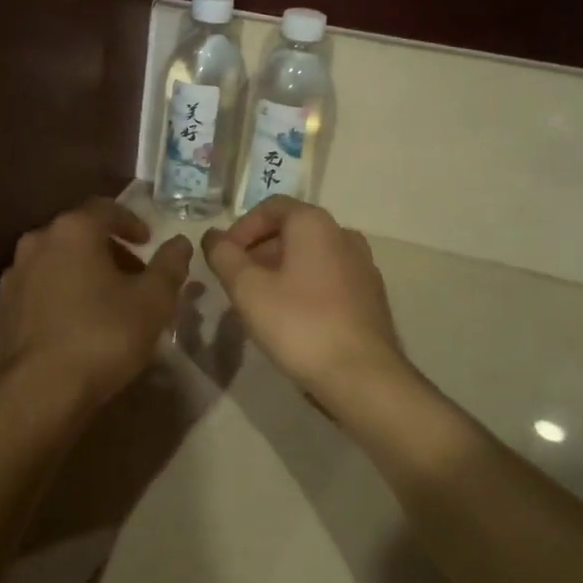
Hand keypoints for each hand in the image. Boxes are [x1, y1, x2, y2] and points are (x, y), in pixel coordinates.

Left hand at [0, 199, 192, 403]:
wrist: (40, 392)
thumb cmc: (103, 336)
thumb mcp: (153, 301)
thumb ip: (169, 266)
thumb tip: (180, 243)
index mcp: (73, 231)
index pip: (105, 208)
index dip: (130, 221)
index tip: (147, 241)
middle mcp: (36, 244)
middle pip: (76, 235)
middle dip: (106, 250)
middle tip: (131, 275)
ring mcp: (12, 278)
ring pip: (52, 263)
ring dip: (78, 273)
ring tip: (102, 303)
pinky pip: (35, 294)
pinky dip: (55, 299)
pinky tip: (70, 326)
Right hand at [201, 197, 405, 402]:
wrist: (362, 376)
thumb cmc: (299, 324)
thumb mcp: (247, 289)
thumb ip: (224, 256)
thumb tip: (212, 237)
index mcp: (315, 224)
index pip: (271, 206)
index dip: (241, 227)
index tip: (224, 256)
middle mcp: (343, 235)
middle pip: (292, 230)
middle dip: (258, 250)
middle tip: (236, 280)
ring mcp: (362, 266)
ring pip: (311, 256)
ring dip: (280, 270)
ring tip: (259, 301)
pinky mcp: (371, 297)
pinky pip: (329, 279)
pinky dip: (304, 286)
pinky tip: (290, 318)